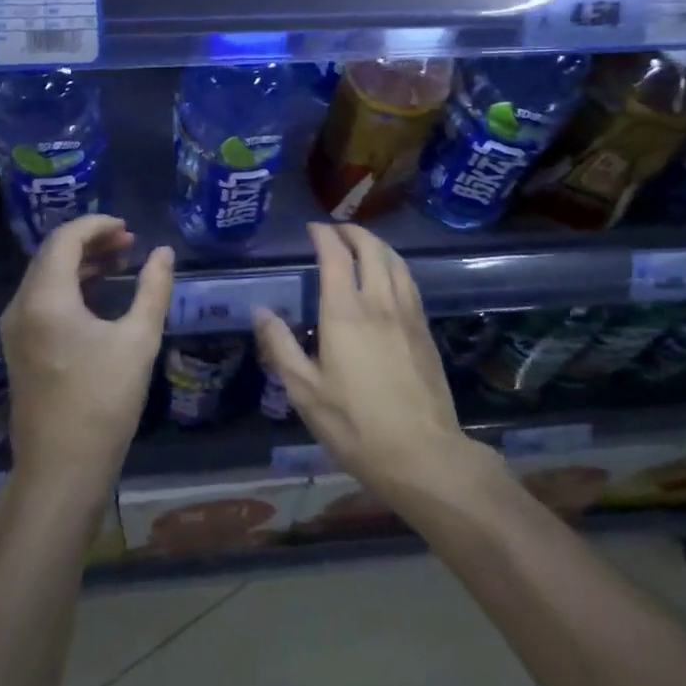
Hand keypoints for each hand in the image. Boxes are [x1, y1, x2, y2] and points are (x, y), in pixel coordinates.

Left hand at [1, 214, 172, 493]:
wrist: (62, 470)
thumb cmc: (103, 402)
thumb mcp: (138, 340)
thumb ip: (153, 289)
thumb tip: (165, 252)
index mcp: (45, 298)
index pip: (65, 239)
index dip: (97, 225)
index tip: (129, 227)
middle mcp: (21, 306)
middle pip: (52, 254)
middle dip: (91, 241)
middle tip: (130, 243)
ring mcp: (15, 329)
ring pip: (45, 276)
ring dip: (81, 263)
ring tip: (121, 263)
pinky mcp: (19, 349)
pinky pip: (42, 299)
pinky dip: (70, 287)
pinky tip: (99, 295)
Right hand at [254, 223, 499, 514]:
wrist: (424, 455)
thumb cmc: (356, 425)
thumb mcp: (305, 392)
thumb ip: (281, 346)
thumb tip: (260, 311)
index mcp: (345, 313)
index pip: (335, 255)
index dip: (323, 235)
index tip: (312, 229)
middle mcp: (379, 302)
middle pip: (371, 248)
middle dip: (352, 232)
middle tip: (335, 231)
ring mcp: (408, 314)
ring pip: (395, 261)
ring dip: (376, 244)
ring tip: (361, 246)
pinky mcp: (425, 330)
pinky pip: (409, 281)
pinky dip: (394, 265)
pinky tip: (388, 277)